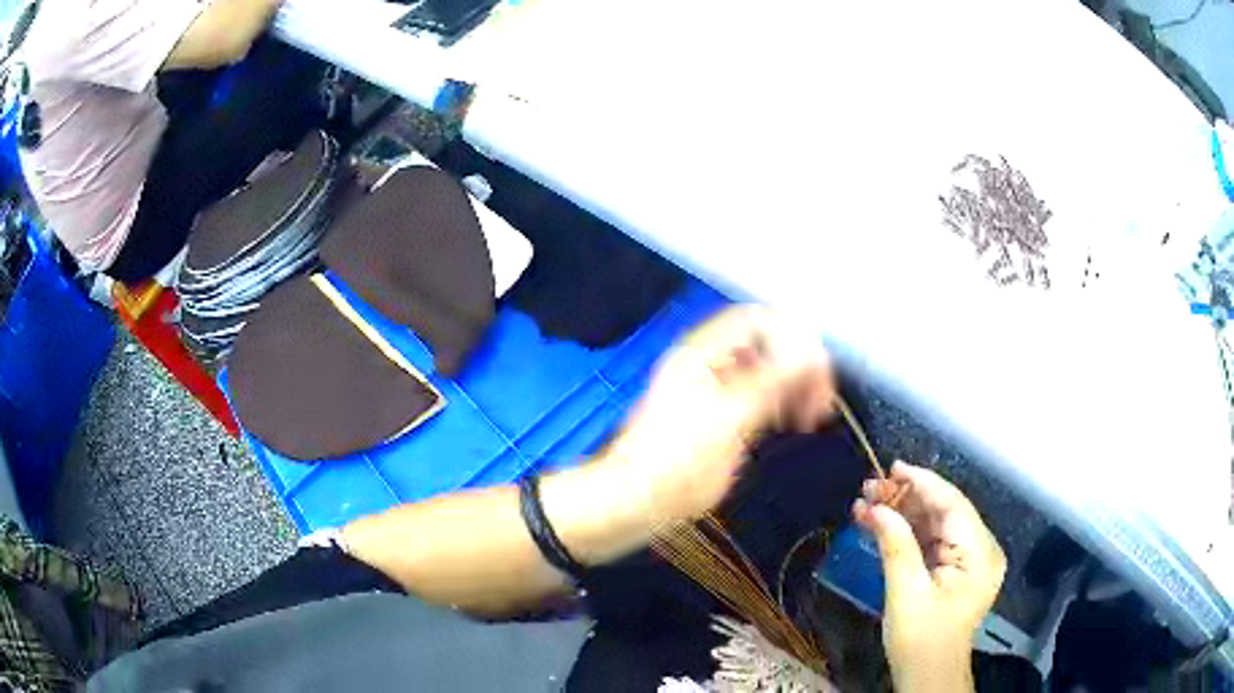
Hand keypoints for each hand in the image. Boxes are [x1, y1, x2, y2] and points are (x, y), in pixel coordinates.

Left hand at [603, 305, 834, 522]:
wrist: (636, 502)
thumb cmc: (677, 463)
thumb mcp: (730, 419)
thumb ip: (772, 381)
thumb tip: (811, 354)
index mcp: (703, 353)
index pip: (758, 320)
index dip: (793, 338)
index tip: (817, 372)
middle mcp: (708, 363)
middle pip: (765, 343)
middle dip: (798, 365)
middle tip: (821, 401)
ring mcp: (712, 389)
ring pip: (765, 370)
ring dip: (793, 385)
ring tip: (811, 416)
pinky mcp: (717, 415)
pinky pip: (757, 395)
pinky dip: (779, 402)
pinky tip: (792, 422)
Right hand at [853, 462, 1005, 692]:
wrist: (927, 676)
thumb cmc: (920, 641)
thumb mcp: (906, 594)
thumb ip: (896, 545)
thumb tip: (875, 507)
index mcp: (979, 554)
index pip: (953, 505)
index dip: (923, 483)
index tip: (891, 468)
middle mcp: (980, 549)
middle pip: (944, 511)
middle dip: (906, 498)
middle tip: (868, 488)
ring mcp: (968, 559)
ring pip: (935, 523)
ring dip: (902, 513)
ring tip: (866, 503)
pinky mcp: (954, 568)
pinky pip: (931, 541)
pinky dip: (905, 532)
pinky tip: (879, 524)